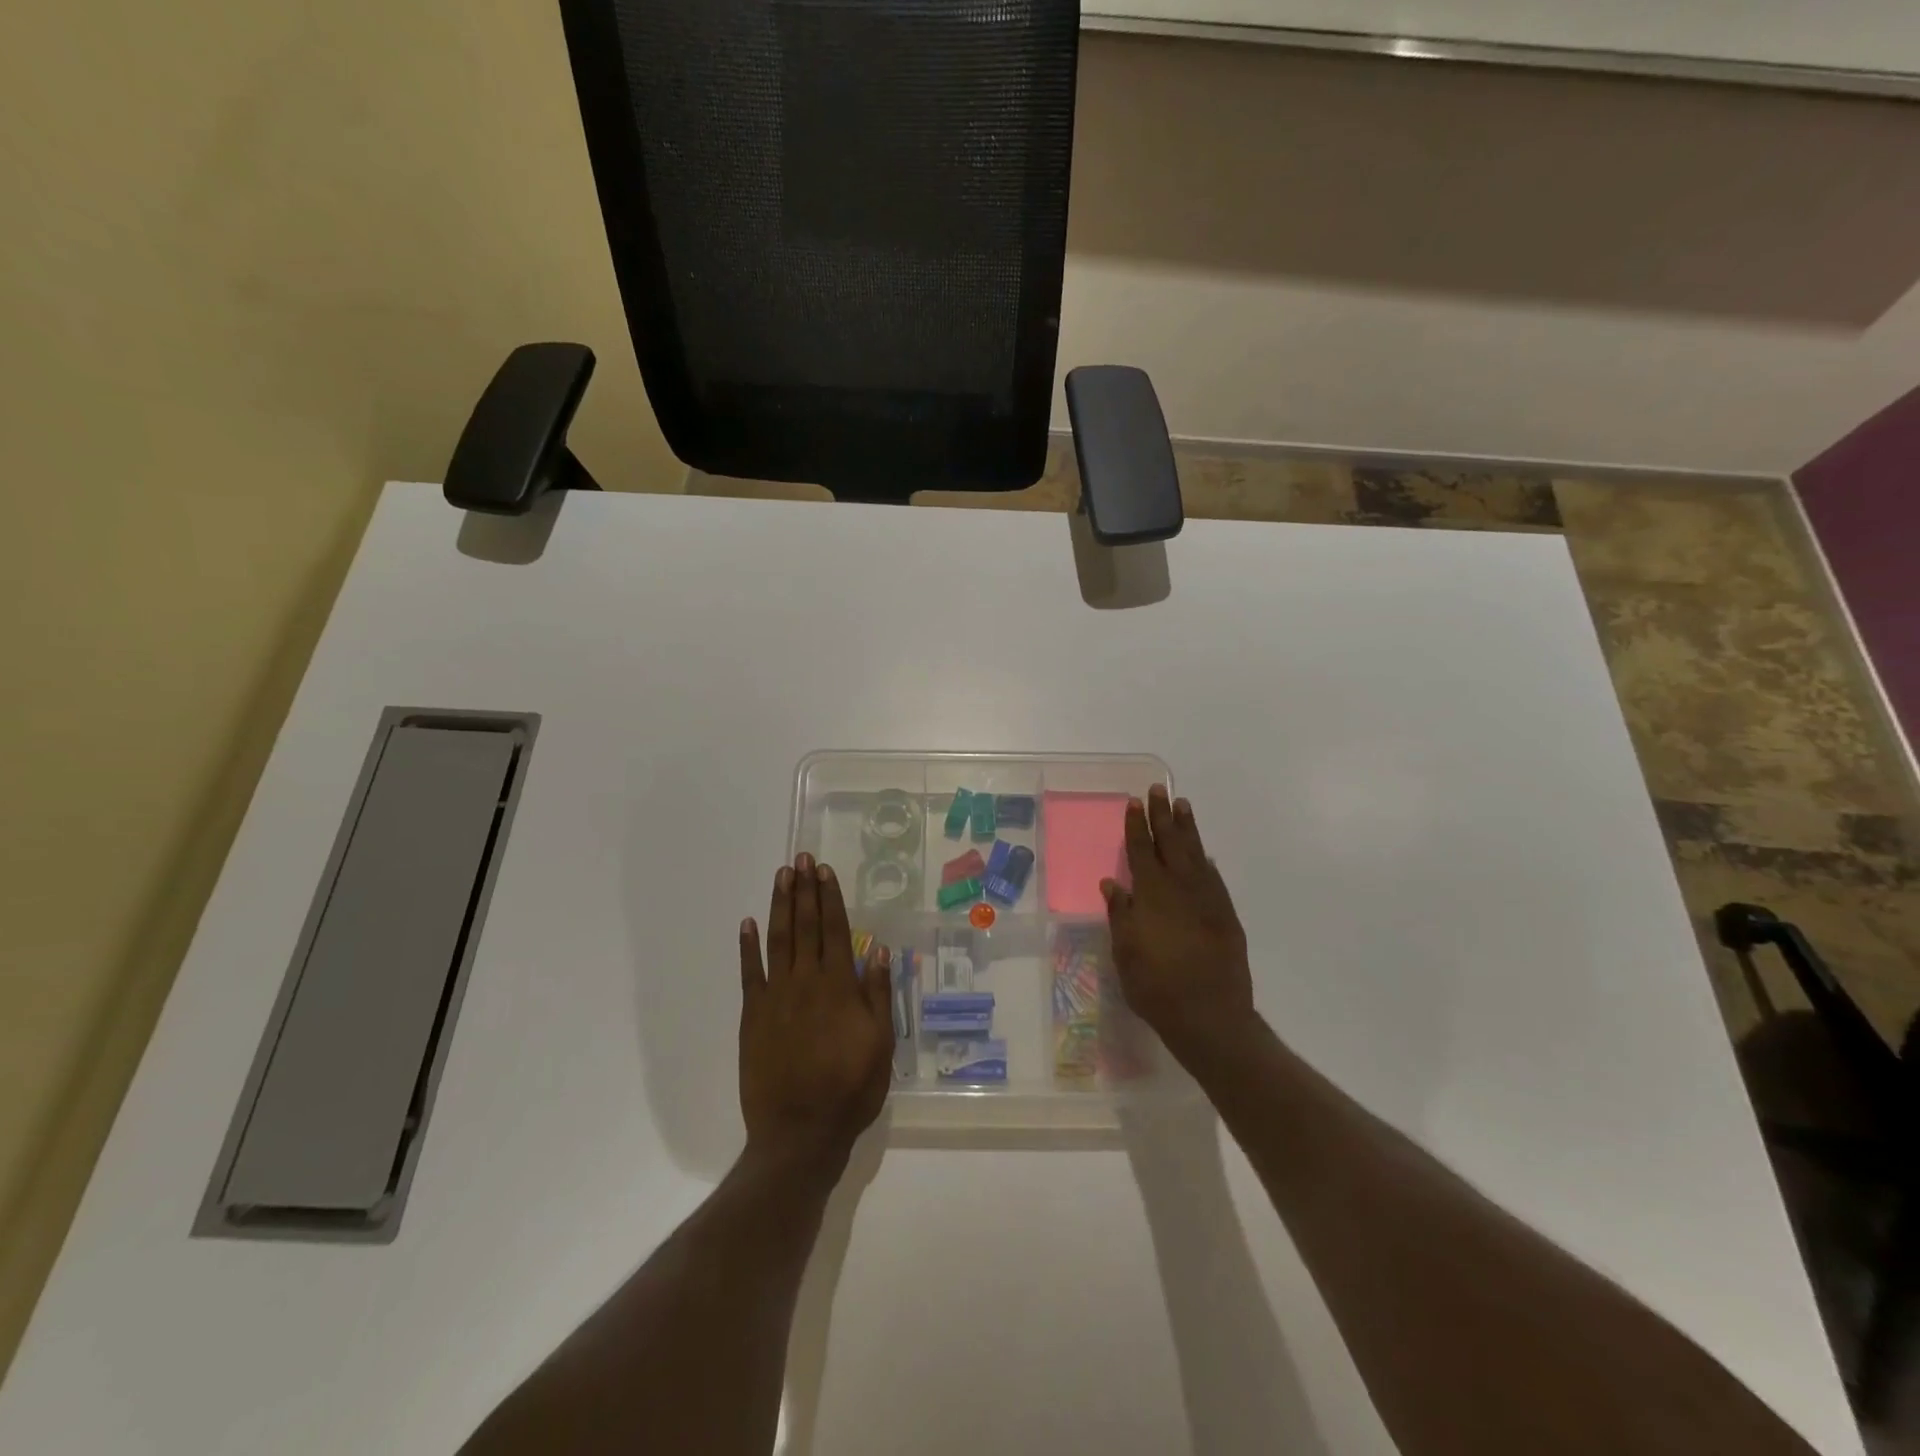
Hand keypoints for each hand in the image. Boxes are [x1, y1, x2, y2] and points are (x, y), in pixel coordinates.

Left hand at [738, 853, 895, 1174]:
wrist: (800, 1132)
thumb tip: (877, 948)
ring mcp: (776, 997)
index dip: (829, 898)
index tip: (824, 870)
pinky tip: (748, 923)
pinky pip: (750, 973)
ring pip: (778, 940)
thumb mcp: (881, 1043)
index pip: (834, 930)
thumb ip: (877, 993)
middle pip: (805, 926)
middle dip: (804, 890)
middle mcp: (806, 981)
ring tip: (781, 876)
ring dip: (780, 905)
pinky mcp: (753, 1016)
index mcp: (839, 986)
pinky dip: (748, 946)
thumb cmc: (850, 1089)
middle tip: (801, 858)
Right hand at [1102, 786, 1256, 1070]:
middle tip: (1160, 790)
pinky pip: (1215, 878)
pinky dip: (1207, 862)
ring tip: (1183, 806)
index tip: (1134, 802)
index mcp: (1151, 894)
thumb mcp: (1125, 952)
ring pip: (1196, 854)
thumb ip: (1120, 914)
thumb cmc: (1156, 987)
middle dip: (1164, 815)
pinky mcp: (1226, 916)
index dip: (1137, 826)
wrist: (1209, 1016)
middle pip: (1171, 843)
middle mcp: (1181, 888)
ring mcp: (1208, 900)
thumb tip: (1113, 883)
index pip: (1141, 850)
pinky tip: (1205, 855)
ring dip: (1188, 829)